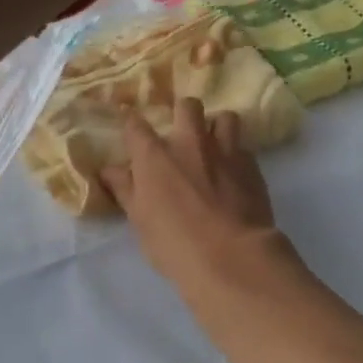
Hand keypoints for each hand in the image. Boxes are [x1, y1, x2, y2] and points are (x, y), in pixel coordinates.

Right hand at [100, 98, 289, 292]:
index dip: (132, 125)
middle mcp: (189, 142)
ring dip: (217, 127)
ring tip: (214, 147)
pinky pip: (244, 148)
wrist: (231, 256)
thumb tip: (110, 170)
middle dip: (183, 114)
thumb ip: (125, 189)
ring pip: (225, 118)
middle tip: (182, 136)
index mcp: (154, 156)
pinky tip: (235, 175)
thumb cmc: (174, 243)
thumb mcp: (139, 220)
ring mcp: (225, 151)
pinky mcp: (252, 166)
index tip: (133, 131)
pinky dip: (237, 156)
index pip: (135, 125)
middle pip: (187, 106)